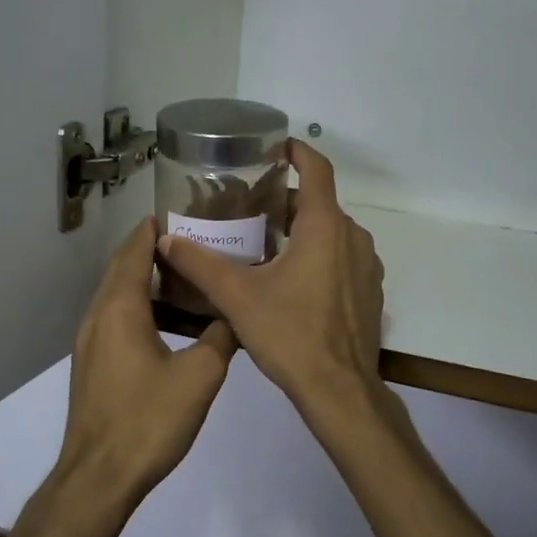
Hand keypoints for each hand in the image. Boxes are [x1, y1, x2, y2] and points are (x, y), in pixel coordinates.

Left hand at [55, 216, 236, 512]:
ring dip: (146, 283)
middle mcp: (98, 316)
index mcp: (120, 308)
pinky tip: (169, 327)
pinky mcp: (92, 364)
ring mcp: (89, 342)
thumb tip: (236, 316)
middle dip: (152, 252)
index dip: (153, 230)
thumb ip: (222, 338)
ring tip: (186, 282)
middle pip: (122, 269)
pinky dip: (139, 309)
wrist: (99, 476)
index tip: (181, 214)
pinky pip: (115, 320)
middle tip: (192, 244)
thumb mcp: (200, 376)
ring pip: (117, 296)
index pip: (133, 251)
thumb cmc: (148, 419)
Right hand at [155, 141, 383, 420]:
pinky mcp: (370, 291)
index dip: (297, 151)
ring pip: (332, 232)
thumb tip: (165, 240)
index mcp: (325, 227)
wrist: (340, 390)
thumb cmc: (290, 335)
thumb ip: (200, 264)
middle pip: (319, 203)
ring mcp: (367, 265)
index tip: (274, 147)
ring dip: (302, 230)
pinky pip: (343, 257)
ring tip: (264, 243)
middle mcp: (353, 237)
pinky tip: (292, 280)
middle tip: (249, 208)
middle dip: (286, 201)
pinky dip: (319, 255)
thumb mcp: (238, 298)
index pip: (317, 169)